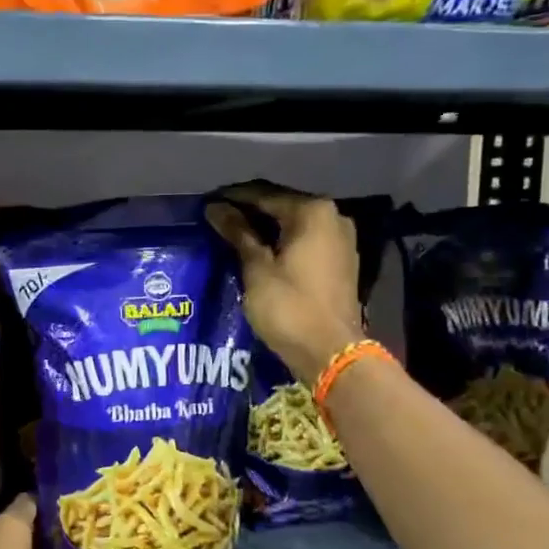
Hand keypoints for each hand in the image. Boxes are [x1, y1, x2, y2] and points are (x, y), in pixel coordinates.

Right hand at [206, 186, 363, 384]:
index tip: (207, 203)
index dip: (232, 198)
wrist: (331, 353)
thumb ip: (238, 233)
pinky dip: (282, 242)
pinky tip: (259, 252)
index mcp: (313, 212)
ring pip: (294, 225)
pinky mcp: (341, 262)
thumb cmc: (289, 307)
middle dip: (249, 211)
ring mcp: (341, 240)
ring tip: (233, 235)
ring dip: (265, 228)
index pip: (264, 195)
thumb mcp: (257, 269)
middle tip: (217, 219)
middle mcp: (333, 218)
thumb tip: (215, 208)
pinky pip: (305, 241)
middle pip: (282, 206)